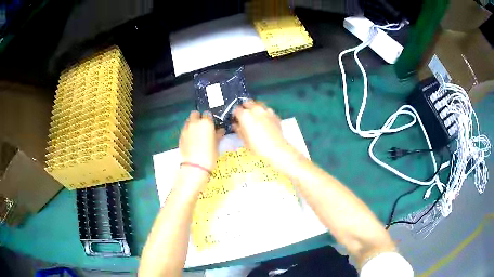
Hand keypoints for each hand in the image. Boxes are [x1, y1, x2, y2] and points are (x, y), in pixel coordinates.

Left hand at [179, 111, 224, 176]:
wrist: (195, 165)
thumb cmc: (210, 154)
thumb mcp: (217, 144)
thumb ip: (218, 135)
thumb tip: (220, 131)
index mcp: (206, 122)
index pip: (207, 114)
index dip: (210, 119)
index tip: (212, 124)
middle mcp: (195, 123)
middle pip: (195, 113)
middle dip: (199, 117)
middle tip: (203, 126)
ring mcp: (186, 129)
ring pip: (188, 121)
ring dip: (192, 124)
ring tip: (197, 133)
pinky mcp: (180, 136)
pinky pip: (185, 130)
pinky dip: (188, 132)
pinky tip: (191, 140)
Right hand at [233, 101, 293, 162]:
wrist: (276, 149)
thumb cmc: (257, 146)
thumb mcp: (243, 139)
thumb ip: (238, 129)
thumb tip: (236, 124)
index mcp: (245, 115)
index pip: (236, 110)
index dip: (235, 115)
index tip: (235, 119)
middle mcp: (255, 109)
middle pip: (247, 103)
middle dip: (245, 108)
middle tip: (244, 116)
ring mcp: (266, 111)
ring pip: (258, 105)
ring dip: (255, 108)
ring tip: (254, 117)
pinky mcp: (275, 114)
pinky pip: (267, 111)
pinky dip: (264, 113)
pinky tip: (264, 120)